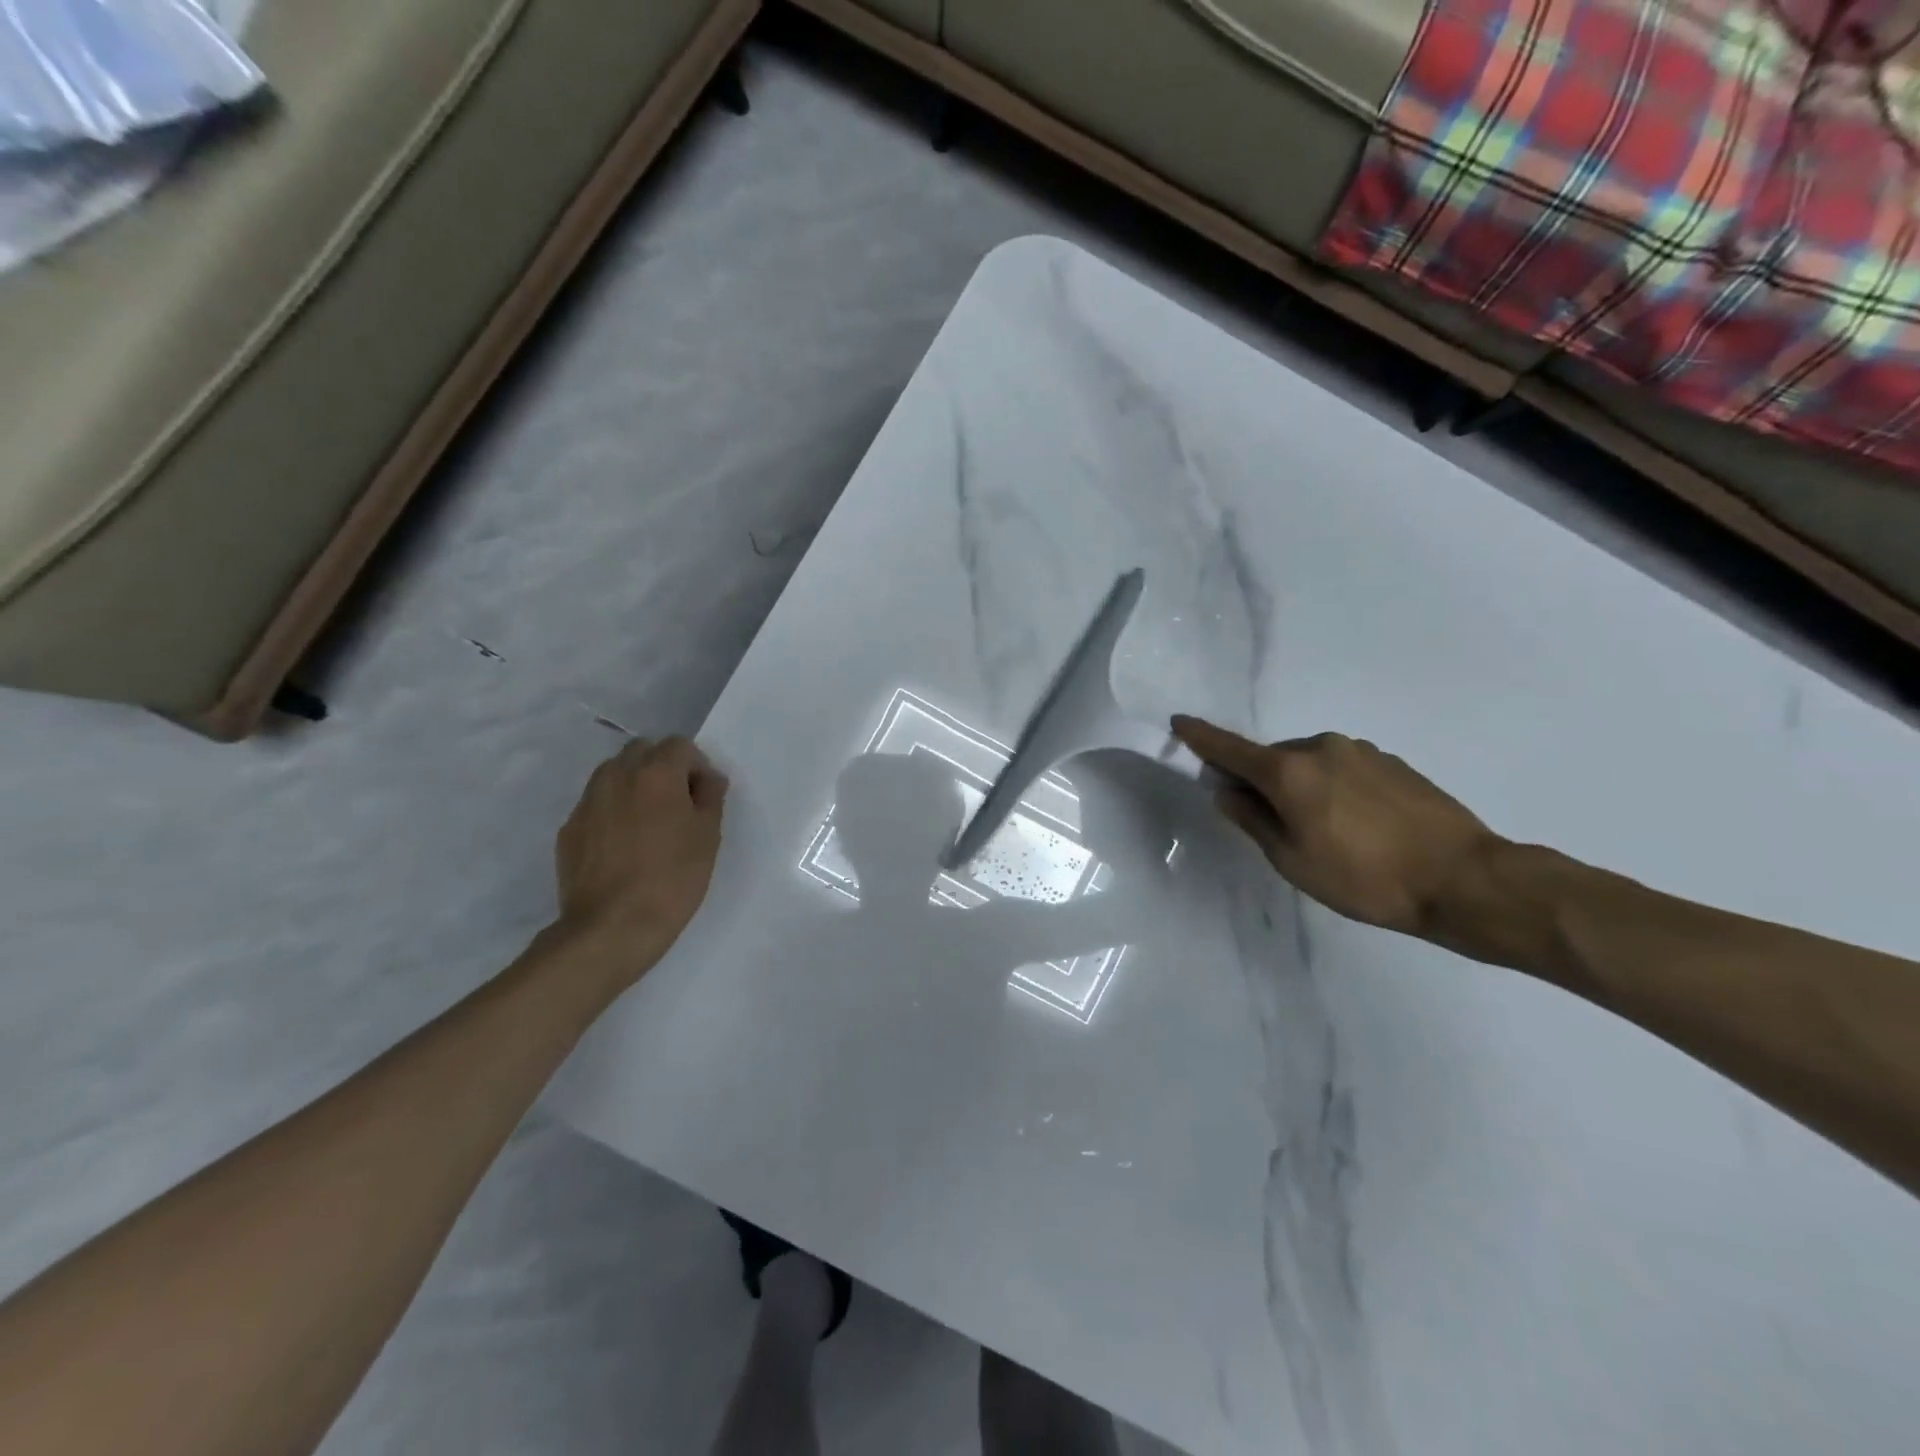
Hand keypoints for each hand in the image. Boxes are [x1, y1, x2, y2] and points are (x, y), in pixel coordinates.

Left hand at [549, 736, 727, 986]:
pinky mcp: (569, 829)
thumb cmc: (672, 878)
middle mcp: (617, 776)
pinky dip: (612, 811)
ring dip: (634, 785)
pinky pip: (596, 804)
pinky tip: (623, 846)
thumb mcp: (708, 837)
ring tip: (648, 823)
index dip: (696, 766)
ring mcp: (587, 802)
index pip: (679, 745)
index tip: (703, 796)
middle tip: (677, 804)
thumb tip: (707, 779)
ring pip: (613, 774)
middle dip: (662, 767)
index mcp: (656, 773)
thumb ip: (710, 797)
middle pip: (642, 751)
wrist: (611, 927)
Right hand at [1172, 716, 1501, 940]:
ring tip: (1325, 832)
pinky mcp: (1391, 761)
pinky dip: (1333, 787)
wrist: (1463, 879)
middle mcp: (1321, 748)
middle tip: (1273, 825)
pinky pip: (1342, 768)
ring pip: (1309, 763)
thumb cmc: (1364, 878)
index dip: (1200, 737)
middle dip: (1261, 781)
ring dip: (1301, 786)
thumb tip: (1226, 791)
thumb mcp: (1292, 861)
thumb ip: (1252, 820)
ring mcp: (1360, 751)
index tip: (1179, 722)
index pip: (1230, 748)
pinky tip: (1357, 825)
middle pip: (1272, 758)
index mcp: (1288, 771)